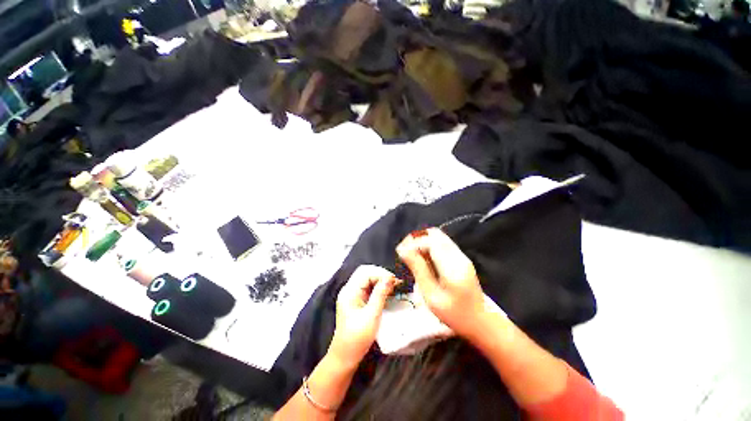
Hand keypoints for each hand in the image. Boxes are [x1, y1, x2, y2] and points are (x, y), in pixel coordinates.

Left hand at [328, 265, 396, 368]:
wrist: (345, 357)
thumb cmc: (357, 338)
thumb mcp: (371, 316)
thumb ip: (380, 295)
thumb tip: (389, 278)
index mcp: (349, 292)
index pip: (365, 273)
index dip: (380, 274)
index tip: (394, 281)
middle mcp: (349, 290)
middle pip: (366, 273)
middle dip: (381, 275)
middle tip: (395, 283)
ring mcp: (352, 295)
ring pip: (367, 279)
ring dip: (380, 281)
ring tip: (393, 287)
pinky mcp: (356, 301)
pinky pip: (368, 288)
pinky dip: (378, 287)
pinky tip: (387, 292)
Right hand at [396, 228, 485, 337]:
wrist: (480, 321)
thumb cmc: (454, 314)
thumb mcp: (431, 295)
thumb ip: (418, 269)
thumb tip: (403, 250)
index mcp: (452, 266)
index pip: (430, 241)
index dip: (413, 243)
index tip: (401, 252)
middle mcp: (458, 256)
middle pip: (434, 234)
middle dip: (417, 240)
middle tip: (406, 253)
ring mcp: (461, 256)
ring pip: (438, 237)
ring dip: (423, 243)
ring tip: (413, 256)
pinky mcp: (461, 258)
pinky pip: (442, 244)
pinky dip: (430, 247)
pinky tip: (424, 260)